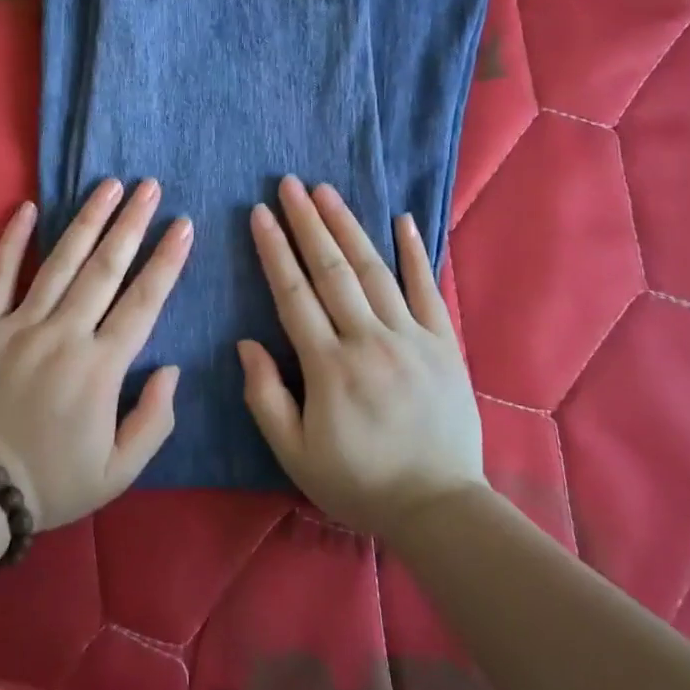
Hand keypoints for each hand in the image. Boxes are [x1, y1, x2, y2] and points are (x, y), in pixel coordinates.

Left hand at [0, 179, 192, 528]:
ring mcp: (18, 326)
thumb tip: (172, 368)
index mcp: (100, 368)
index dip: (167, 261)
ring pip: (59, 262)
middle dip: (131, 224)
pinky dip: (12, 240)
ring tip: (108, 185)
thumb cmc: (52, 483)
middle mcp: (63, 335)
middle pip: (105, 269)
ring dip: (87, 220)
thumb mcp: (119, 472)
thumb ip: (154, 420)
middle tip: (149, 186)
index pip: (143, 302)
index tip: (183, 224)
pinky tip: (27, 208)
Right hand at [239, 176, 487, 539]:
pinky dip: (415, 252)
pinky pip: (427, 289)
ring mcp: (411, 337)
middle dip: (307, 222)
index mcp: (328, 367)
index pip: (293, 294)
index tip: (259, 213)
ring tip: (326, 191)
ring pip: (373, 270)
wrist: (438, 506)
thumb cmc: (358, 481)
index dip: (274, 250)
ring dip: (347, 226)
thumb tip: (245, 343)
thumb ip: (265, 397)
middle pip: (331, 270)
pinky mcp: (443, 343)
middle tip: (289, 183)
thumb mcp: (295, 453)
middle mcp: (368, 340)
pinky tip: (402, 219)